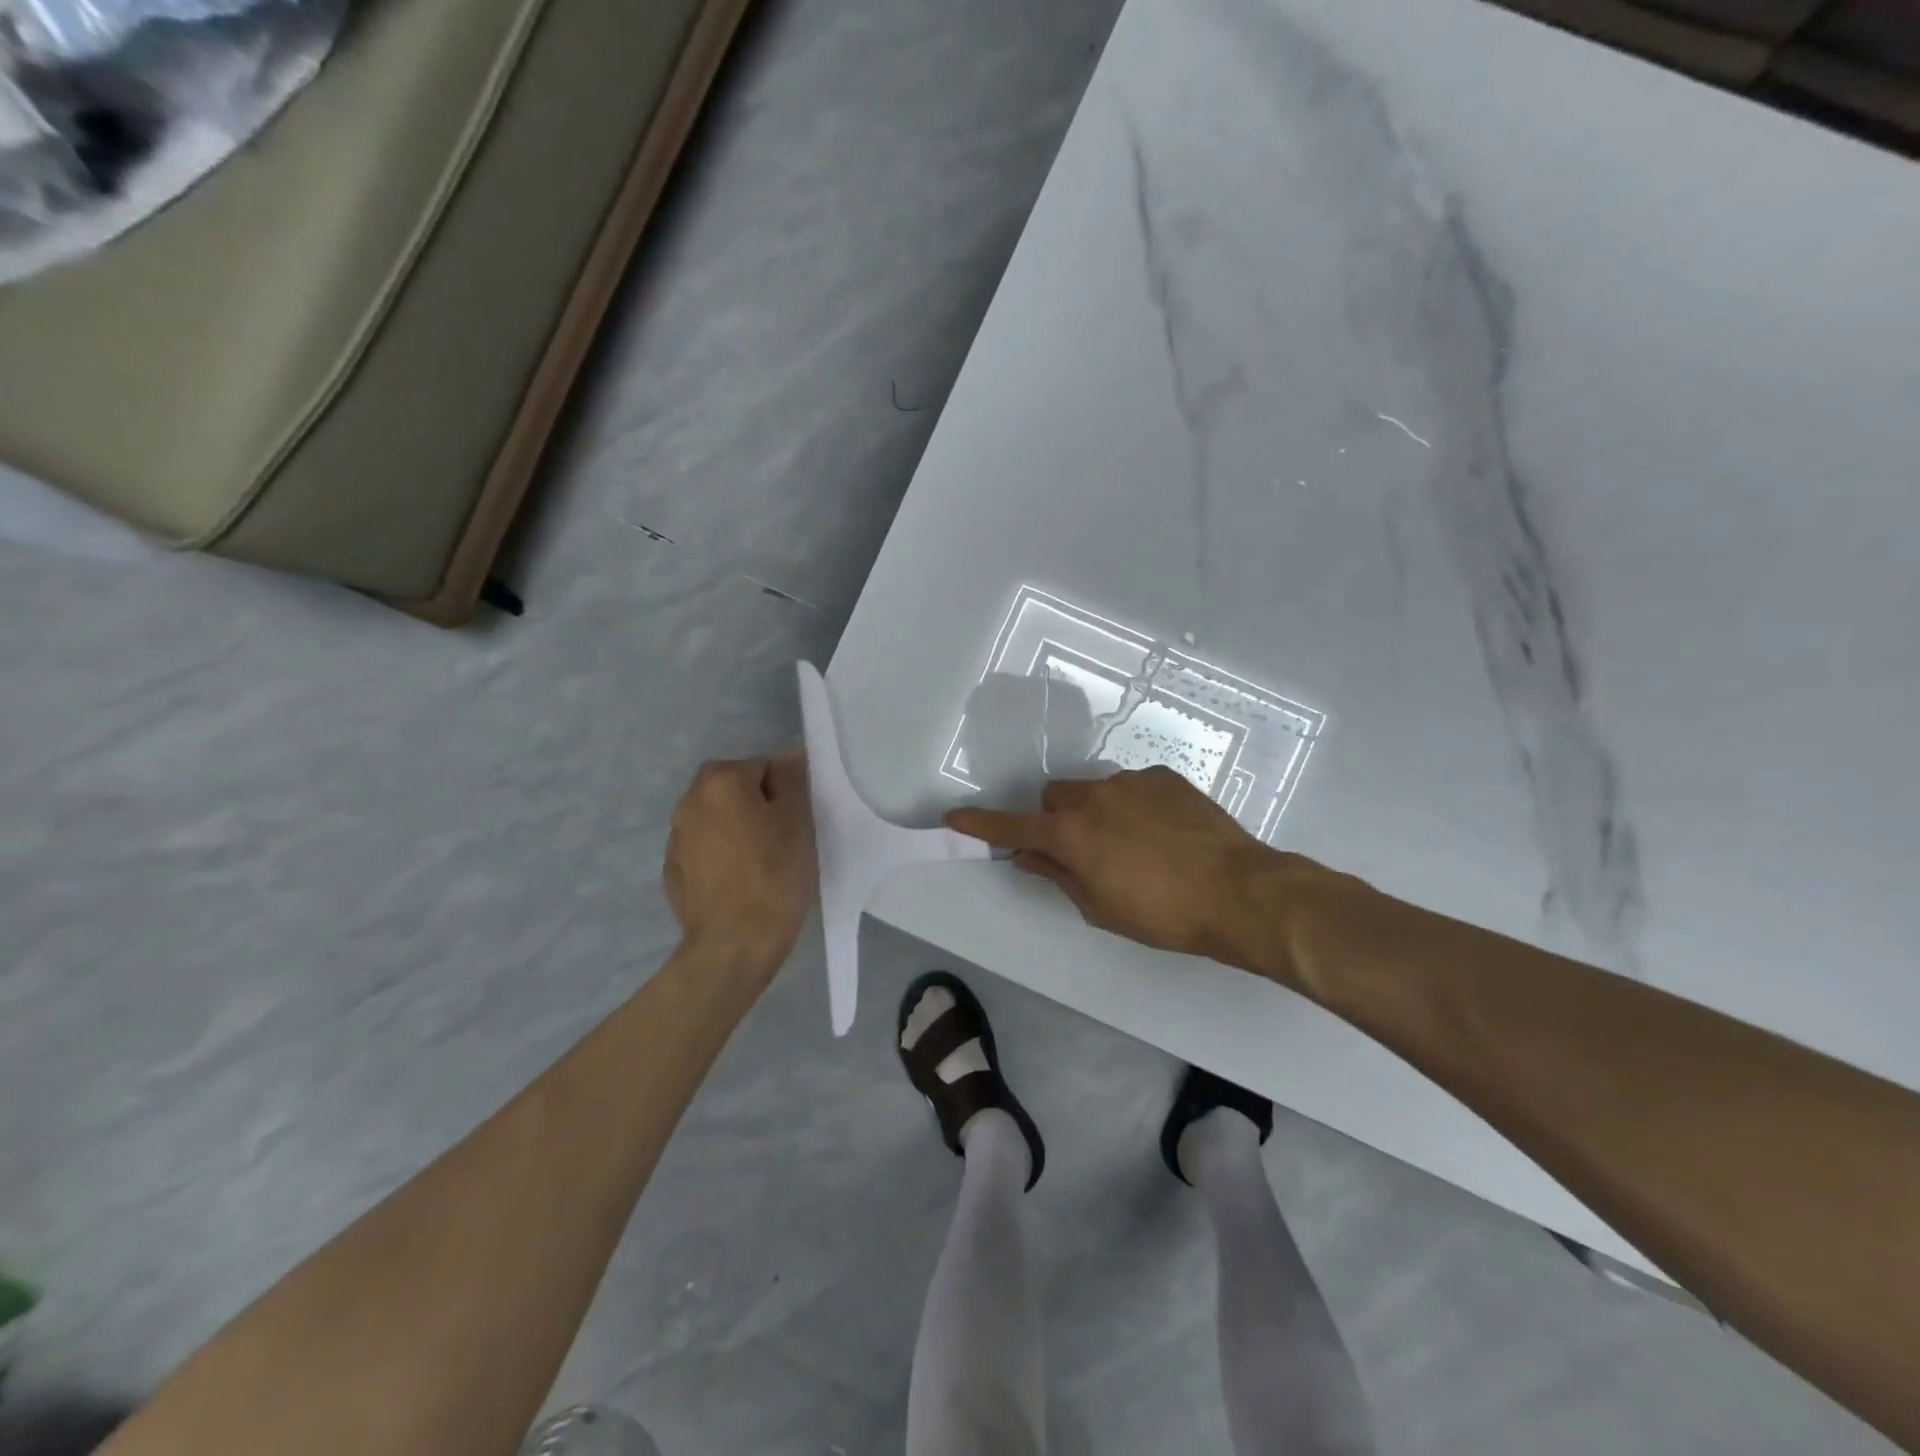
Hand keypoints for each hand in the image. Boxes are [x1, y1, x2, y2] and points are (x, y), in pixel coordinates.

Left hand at [665, 752, 815, 981]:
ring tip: (761, 862)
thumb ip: (792, 779)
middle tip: (782, 838)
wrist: (734, 944)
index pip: (762, 766)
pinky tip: (739, 882)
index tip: (797, 821)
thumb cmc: (775, 876)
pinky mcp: (672, 870)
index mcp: (720, 781)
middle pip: (734, 789)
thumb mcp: (797, 821)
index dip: (784, 791)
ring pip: (717, 819)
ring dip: (736, 829)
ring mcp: (675, 837)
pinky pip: (704, 848)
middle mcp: (689, 801)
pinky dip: (720, 855)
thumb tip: (788, 755)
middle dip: (756, 805)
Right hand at [947, 765, 1353, 979]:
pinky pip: (1132, 787)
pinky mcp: (1164, 777)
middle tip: (1082, 854)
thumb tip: (1027, 856)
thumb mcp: (1100, 907)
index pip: (1012, 827)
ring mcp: (1131, 781)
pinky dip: (1134, 807)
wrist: (1239, 892)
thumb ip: (1057, 875)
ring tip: (1136, 848)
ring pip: (1094, 791)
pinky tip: (1165, 835)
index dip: (981, 824)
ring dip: (1097, 814)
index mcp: (1071, 834)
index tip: (954, 817)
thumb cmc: (1162, 914)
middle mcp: (1094, 797)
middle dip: (1057, 822)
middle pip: (1054, 799)